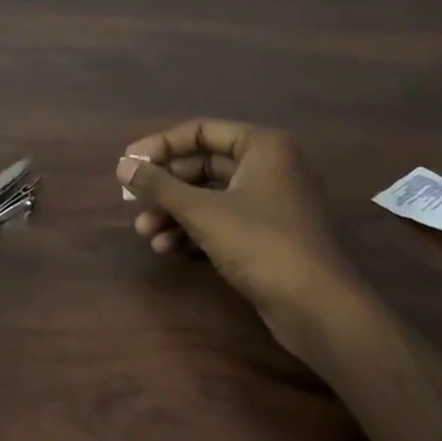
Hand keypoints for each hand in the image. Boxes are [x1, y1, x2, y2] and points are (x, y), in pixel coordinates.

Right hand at [117, 121, 357, 315]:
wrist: (319, 310)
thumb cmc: (261, 244)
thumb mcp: (202, 212)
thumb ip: (159, 185)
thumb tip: (122, 164)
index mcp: (263, 146)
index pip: (200, 131)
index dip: (160, 145)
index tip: (129, 163)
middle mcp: (270, 166)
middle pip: (203, 165)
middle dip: (166, 186)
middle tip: (132, 201)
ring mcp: (272, 202)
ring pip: (210, 196)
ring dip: (175, 212)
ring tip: (146, 233)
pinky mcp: (269, 235)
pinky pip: (223, 220)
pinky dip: (195, 230)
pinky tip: (169, 249)